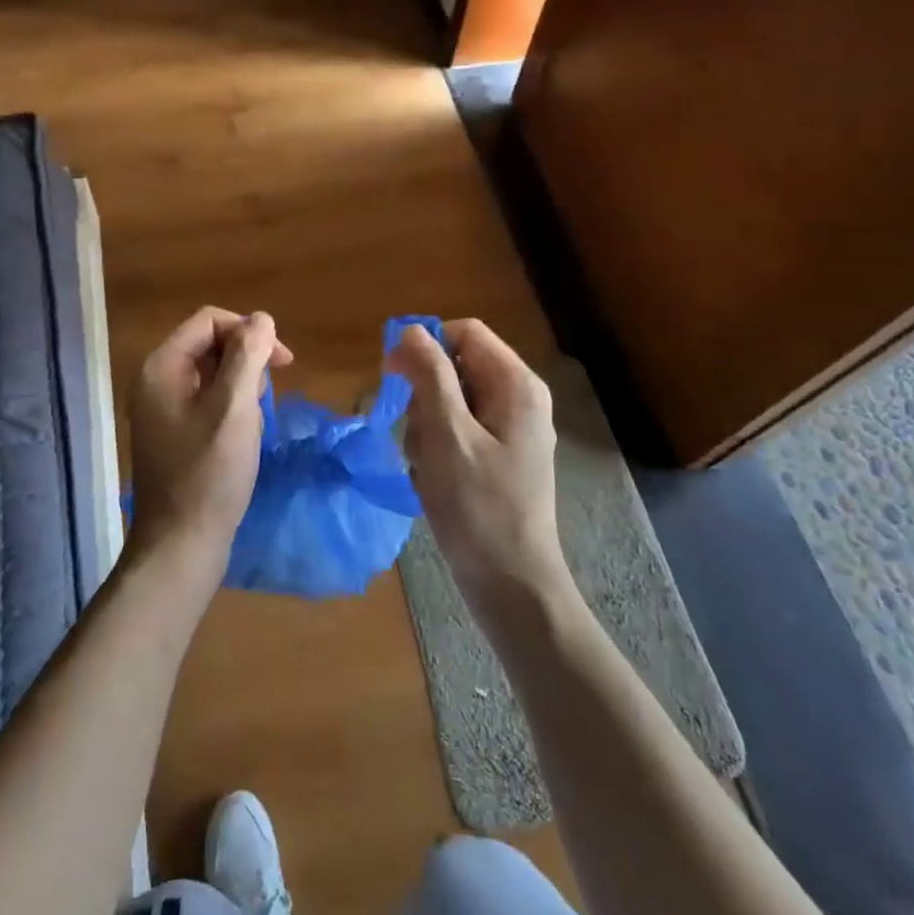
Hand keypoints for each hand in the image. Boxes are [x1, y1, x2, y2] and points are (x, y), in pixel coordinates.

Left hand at [127, 307, 291, 594]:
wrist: (181, 543)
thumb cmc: (210, 472)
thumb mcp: (234, 407)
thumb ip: (248, 356)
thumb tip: (261, 318)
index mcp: (161, 367)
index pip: (209, 321)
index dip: (248, 331)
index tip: (282, 361)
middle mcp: (154, 381)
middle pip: (207, 343)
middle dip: (245, 359)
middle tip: (266, 394)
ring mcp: (160, 409)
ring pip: (209, 373)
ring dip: (240, 385)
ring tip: (254, 419)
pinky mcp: (171, 433)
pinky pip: (204, 400)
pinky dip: (229, 407)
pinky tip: (243, 434)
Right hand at [388, 319, 567, 610]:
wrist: (510, 584)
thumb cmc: (478, 506)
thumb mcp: (447, 434)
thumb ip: (429, 375)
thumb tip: (410, 330)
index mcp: (516, 384)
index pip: (463, 332)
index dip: (425, 346)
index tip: (394, 376)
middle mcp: (518, 398)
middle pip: (455, 366)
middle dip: (423, 396)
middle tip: (417, 436)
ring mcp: (510, 429)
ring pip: (449, 401)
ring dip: (425, 427)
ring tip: (426, 466)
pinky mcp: (498, 456)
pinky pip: (455, 431)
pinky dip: (436, 448)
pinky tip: (433, 480)